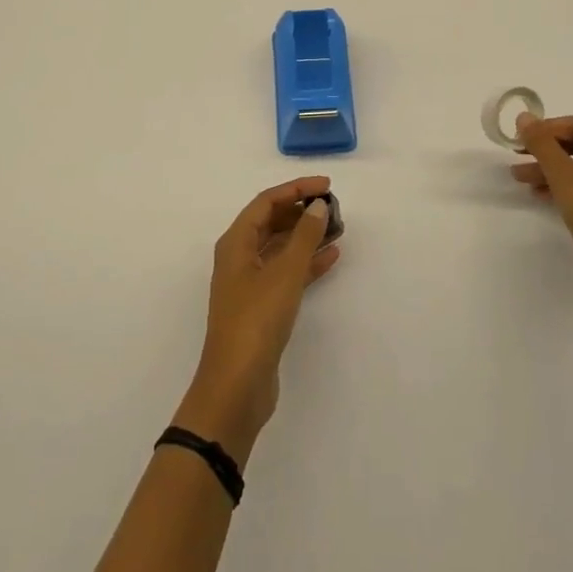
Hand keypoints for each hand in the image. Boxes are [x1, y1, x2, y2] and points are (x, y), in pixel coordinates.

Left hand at [172, 176, 340, 466]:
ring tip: (337, 228)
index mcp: (235, 242)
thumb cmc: (256, 320)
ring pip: (280, 247)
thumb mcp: (284, 273)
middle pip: (271, 221)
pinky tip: (331, 257)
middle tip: (333, 208)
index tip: (327, 186)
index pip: (266, 201)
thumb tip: (318, 205)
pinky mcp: (262, 306)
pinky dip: (306, 262)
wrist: (237, 385)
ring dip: (306, 236)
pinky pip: (286, 272)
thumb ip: (304, 236)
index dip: (296, 189)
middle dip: (301, 211)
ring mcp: (249, 283)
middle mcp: (239, 257)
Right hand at [513, 114, 572, 314]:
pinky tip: (538, 194)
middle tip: (517, 155)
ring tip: (518, 177)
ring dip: (549, 169)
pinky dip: (561, 188)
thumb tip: (524, 116)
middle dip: (547, 150)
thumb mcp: (564, 176)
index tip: (520, 138)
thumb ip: (542, 144)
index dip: (549, 128)